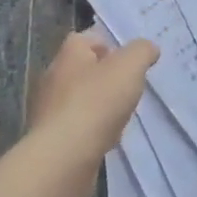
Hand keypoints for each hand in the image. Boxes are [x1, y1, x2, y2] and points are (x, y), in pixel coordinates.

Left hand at [20, 30, 158, 196]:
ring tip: (120, 116)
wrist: (64, 157)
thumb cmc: (96, 102)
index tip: (128, 61)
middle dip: (104, 77)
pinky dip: (90, 129)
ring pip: (78, 99)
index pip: (85, 38)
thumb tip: (148, 48)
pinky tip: (105, 139)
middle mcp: (53, 78)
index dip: (108, 45)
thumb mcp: (129, 67)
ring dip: (98, 105)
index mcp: (68, 55)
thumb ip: (141, 52)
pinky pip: (75, 126)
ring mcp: (48, 110)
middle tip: (128, 88)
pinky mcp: (49, 138)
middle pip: (82, 69)